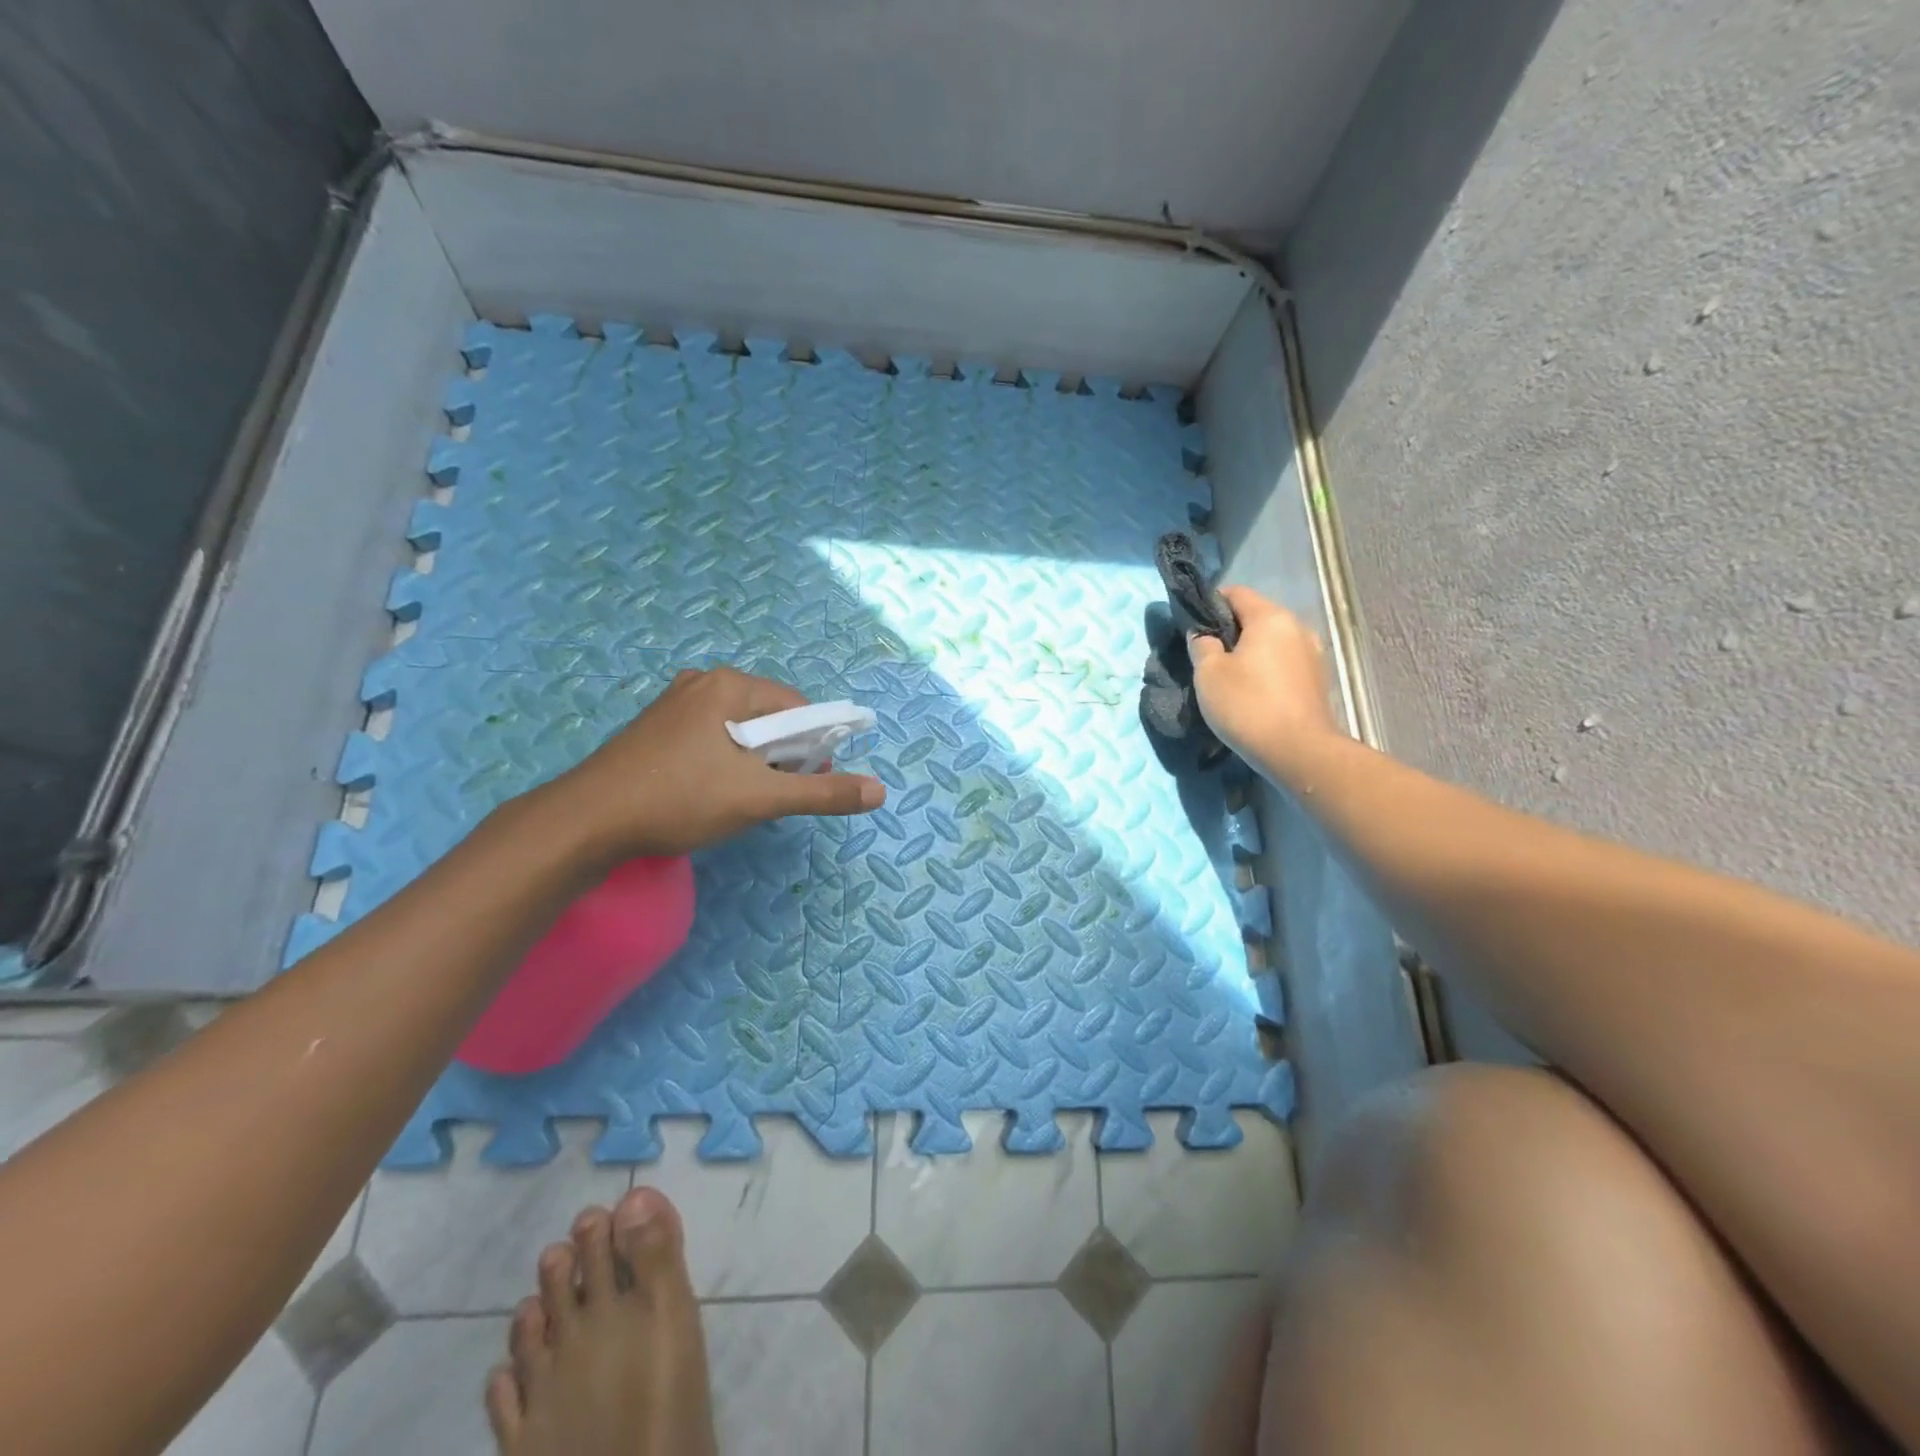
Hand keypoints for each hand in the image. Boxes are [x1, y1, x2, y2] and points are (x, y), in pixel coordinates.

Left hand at [538, 667, 885, 860]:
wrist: (587, 822)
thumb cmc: (679, 800)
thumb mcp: (759, 798)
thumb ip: (821, 793)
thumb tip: (880, 791)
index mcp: (729, 685)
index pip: (797, 707)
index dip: (810, 746)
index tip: (800, 782)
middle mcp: (702, 682)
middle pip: (769, 716)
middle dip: (779, 756)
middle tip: (765, 795)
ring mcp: (674, 703)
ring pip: (739, 730)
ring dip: (751, 763)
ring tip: (735, 798)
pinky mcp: (656, 728)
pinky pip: (710, 737)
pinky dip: (723, 762)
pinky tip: (706, 792)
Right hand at [1189, 586, 1340, 766]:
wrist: (1298, 751)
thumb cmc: (1247, 705)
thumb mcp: (1209, 674)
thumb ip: (1202, 645)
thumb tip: (1203, 635)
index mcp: (1271, 618)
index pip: (1236, 593)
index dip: (1210, 604)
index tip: (1193, 627)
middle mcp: (1297, 627)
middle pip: (1256, 617)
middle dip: (1230, 631)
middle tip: (1207, 657)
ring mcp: (1312, 654)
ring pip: (1271, 642)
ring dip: (1249, 652)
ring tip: (1229, 677)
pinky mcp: (1317, 679)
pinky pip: (1284, 663)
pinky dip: (1266, 669)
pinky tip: (1253, 692)